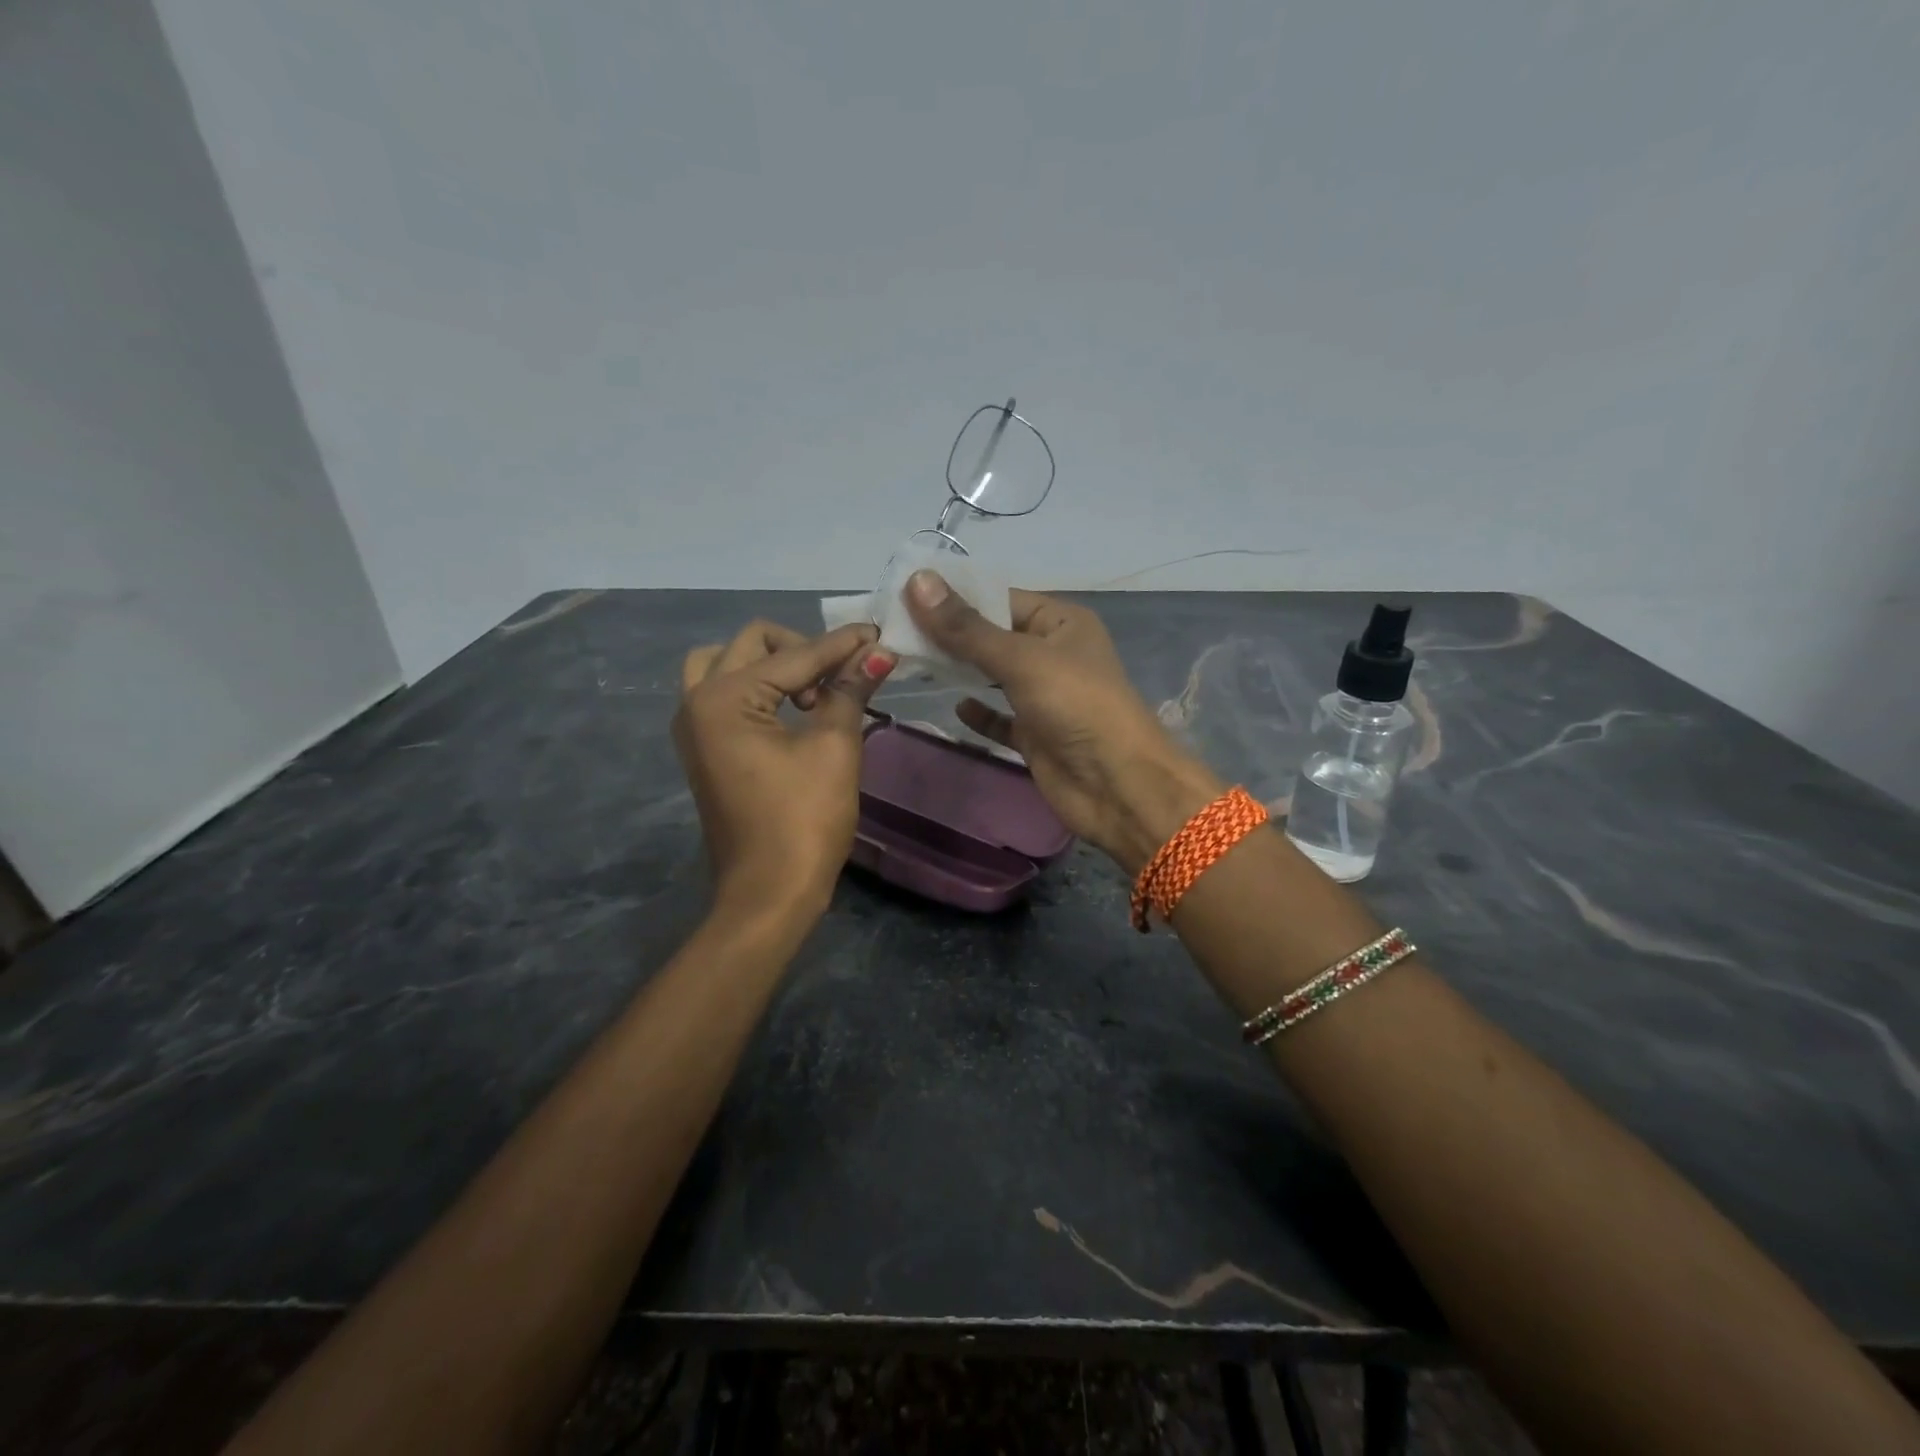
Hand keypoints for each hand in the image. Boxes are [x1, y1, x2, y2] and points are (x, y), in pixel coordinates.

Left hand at [674, 620, 895, 916]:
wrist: (769, 893)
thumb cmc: (804, 821)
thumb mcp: (834, 748)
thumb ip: (849, 690)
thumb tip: (878, 651)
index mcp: (723, 698)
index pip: (793, 655)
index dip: (840, 645)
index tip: (878, 633)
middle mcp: (696, 702)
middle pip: (750, 645)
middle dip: (803, 649)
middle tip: (844, 675)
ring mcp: (694, 728)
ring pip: (729, 665)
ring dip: (774, 666)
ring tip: (814, 695)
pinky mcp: (704, 749)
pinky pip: (726, 695)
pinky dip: (760, 689)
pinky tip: (797, 710)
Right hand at [903, 572, 1221, 873]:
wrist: (1117, 785)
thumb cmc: (1075, 706)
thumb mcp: (1019, 659)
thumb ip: (966, 628)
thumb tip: (917, 581)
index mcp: (1060, 622)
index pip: (999, 598)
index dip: (955, 596)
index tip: (903, 594)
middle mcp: (1053, 653)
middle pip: (992, 636)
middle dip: (950, 634)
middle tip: (895, 629)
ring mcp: (1044, 696)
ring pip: (993, 675)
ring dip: (960, 670)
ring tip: (909, 660)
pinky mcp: (1035, 734)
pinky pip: (1000, 717)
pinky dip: (980, 712)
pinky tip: (955, 706)